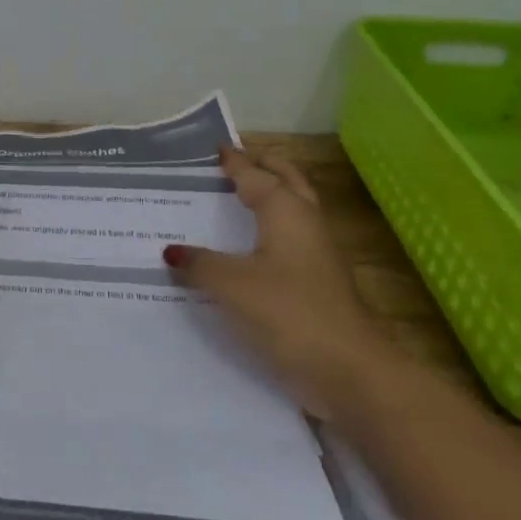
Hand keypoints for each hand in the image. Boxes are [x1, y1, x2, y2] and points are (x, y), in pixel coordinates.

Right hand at [163, 145, 396, 418]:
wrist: (349, 370)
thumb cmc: (289, 313)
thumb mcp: (231, 286)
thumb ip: (199, 264)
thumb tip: (171, 251)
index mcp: (286, 211)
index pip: (255, 175)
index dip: (234, 162)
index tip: (214, 149)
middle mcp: (306, 224)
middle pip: (286, 181)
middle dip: (262, 167)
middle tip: (232, 162)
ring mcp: (317, 254)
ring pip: (292, 210)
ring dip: (269, 197)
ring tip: (236, 198)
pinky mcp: (317, 283)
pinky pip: (288, 241)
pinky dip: (268, 231)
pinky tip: (245, 249)